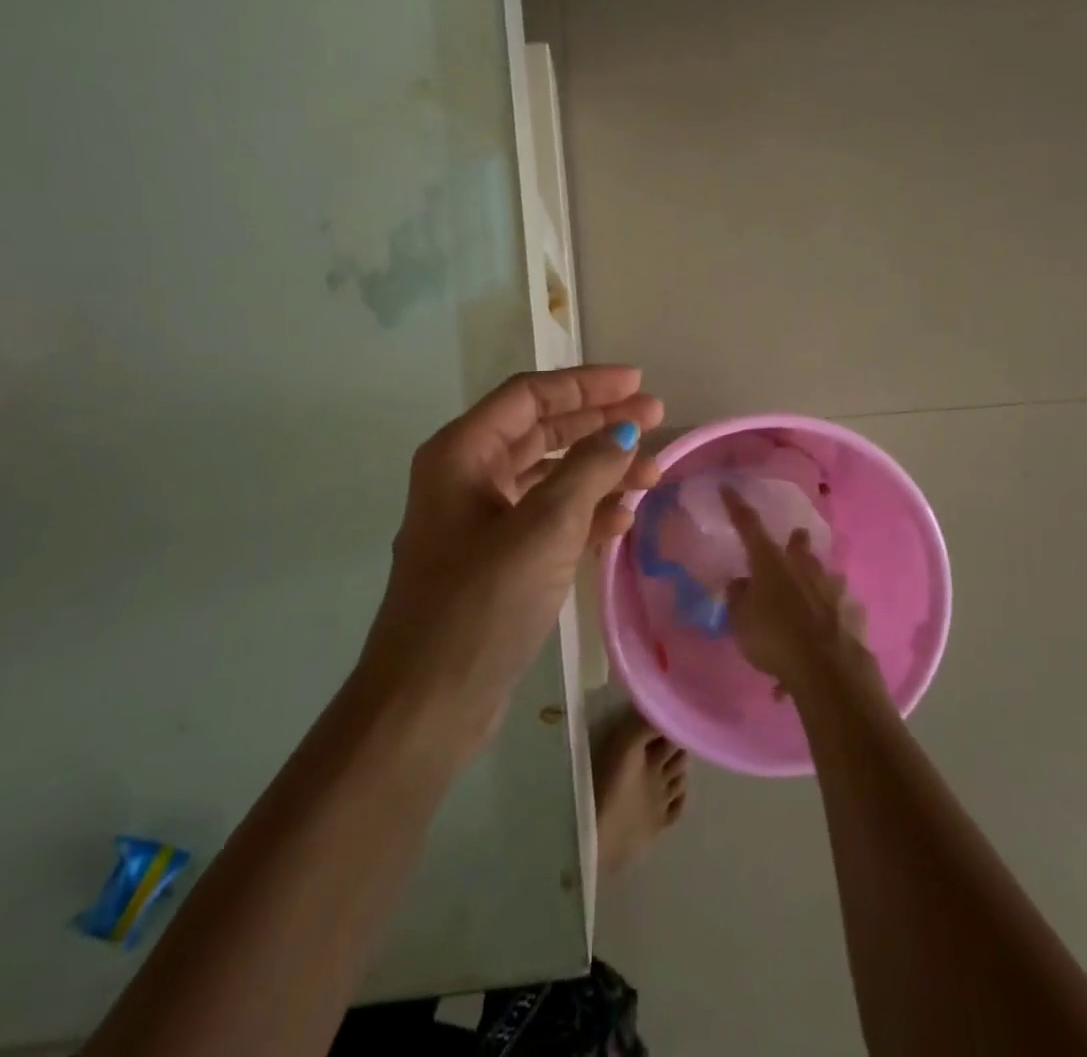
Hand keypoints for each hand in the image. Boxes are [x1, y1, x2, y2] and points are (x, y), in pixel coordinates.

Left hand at [362, 368, 663, 757]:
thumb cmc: (483, 602)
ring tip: (653, 474)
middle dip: (601, 424)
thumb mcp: (545, 527)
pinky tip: (623, 518)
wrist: (428, 704)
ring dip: (600, 471)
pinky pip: (547, 517)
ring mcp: (480, 520)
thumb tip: (625, 430)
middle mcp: (466, 476)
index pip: (531, 395)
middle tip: (658, 417)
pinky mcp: (496, 558)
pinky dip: (585, 512)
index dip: (587, 385)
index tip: (639, 382)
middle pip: (543, 431)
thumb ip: (589, 469)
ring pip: (550, 476)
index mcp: (462, 452)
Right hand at [722, 487, 881, 704]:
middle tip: (792, 543)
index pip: (749, 526)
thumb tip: (740, 582)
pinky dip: (831, 617)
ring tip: (809, 600)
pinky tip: (825, 636)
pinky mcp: (854, 613)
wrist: (829, 671)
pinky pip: (840, 609)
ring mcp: (834, 588)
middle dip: (796, 542)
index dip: (736, 506)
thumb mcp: (741, 621)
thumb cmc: (774, 639)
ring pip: (825, 575)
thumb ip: (738, 598)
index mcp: (771, 563)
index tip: (728, 487)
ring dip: (816, 582)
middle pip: (800, 545)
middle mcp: (805, 567)